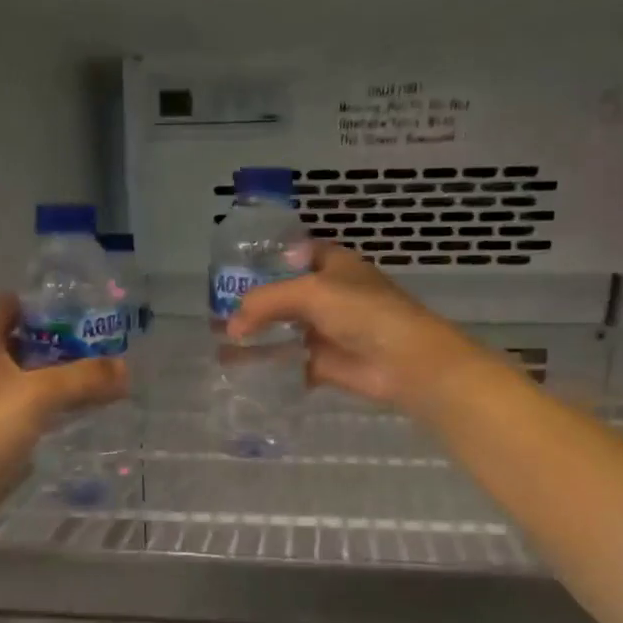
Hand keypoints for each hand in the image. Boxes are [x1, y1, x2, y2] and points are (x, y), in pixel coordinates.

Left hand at [0, 296, 127, 530]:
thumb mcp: (39, 394)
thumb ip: (84, 377)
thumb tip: (126, 368)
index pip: (14, 305)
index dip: (48, 305)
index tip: (88, 310)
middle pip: (31, 341)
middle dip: (68, 341)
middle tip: (111, 344)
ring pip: (36, 375)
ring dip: (67, 374)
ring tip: (110, 374)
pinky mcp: (0, 427)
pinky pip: (36, 404)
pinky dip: (60, 402)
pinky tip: (90, 407)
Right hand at [226, 244, 494, 415]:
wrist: (404, 361)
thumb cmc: (362, 311)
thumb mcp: (310, 292)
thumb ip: (265, 302)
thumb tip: (231, 325)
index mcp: (334, 265)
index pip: (299, 253)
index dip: (271, 257)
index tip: (237, 267)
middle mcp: (330, 294)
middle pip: (285, 295)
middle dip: (255, 303)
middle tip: (217, 310)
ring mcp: (327, 330)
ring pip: (284, 330)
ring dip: (257, 337)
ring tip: (220, 342)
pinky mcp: (325, 363)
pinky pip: (289, 362)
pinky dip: (268, 366)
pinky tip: (240, 369)